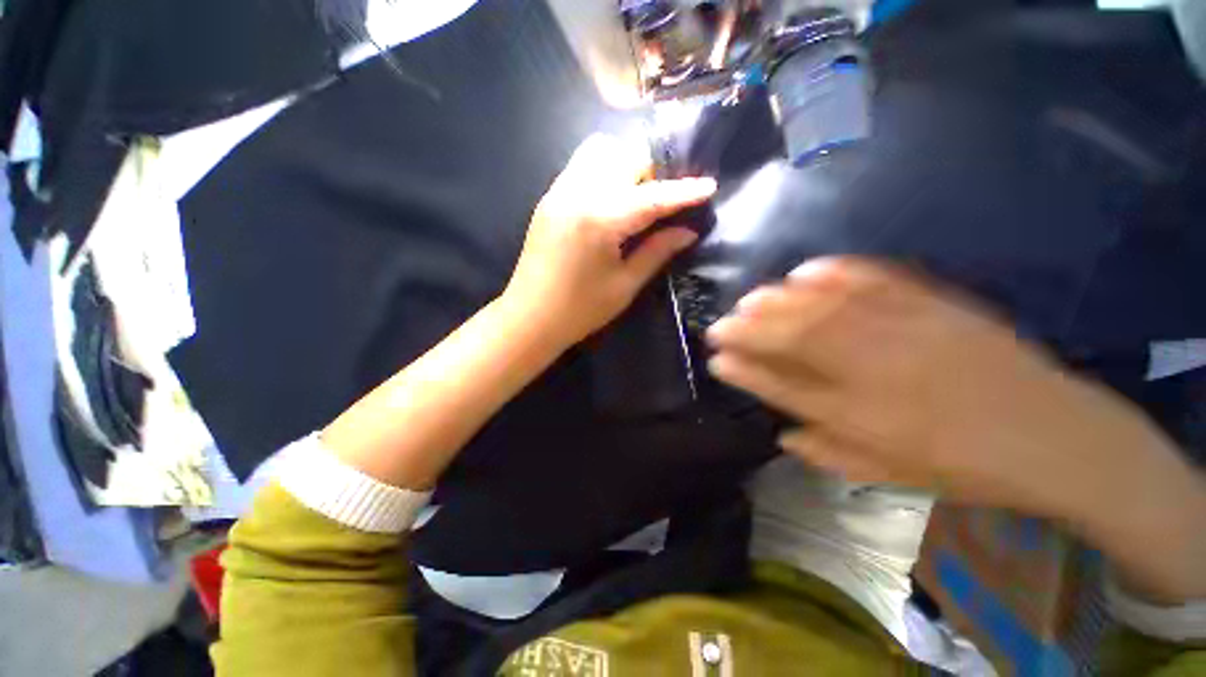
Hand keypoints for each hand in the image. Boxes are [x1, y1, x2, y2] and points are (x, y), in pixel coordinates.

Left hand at [503, 134, 715, 347]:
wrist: (529, 317)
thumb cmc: (580, 310)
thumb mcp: (624, 286)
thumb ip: (657, 252)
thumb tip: (688, 231)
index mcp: (600, 220)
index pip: (652, 197)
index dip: (683, 192)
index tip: (709, 186)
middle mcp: (578, 194)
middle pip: (625, 157)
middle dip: (653, 170)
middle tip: (666, 197)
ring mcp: (558, 192)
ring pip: (599, 151)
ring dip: (626, 163)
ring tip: (638, 193)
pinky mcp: (548, 198)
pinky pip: (581, 166)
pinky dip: (603, 170)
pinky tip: (611, 198)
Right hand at [705, 257, 1183, 518]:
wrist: (1055, 436)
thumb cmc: (964, 466)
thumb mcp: (890, 476)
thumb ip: (827, 453)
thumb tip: (780, 431)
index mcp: (862, 418)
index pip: (782, 387)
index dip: (743, 370)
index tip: (715, 358)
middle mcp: (874, 371)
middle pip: (792, 341)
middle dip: (746, 331)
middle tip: (718, 324)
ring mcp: (905, 332)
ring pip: (823, 309)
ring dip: (777, 302)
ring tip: (748, 299)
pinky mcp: (934, 307)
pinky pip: (875, 282)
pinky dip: (836, 273)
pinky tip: (804, 270)